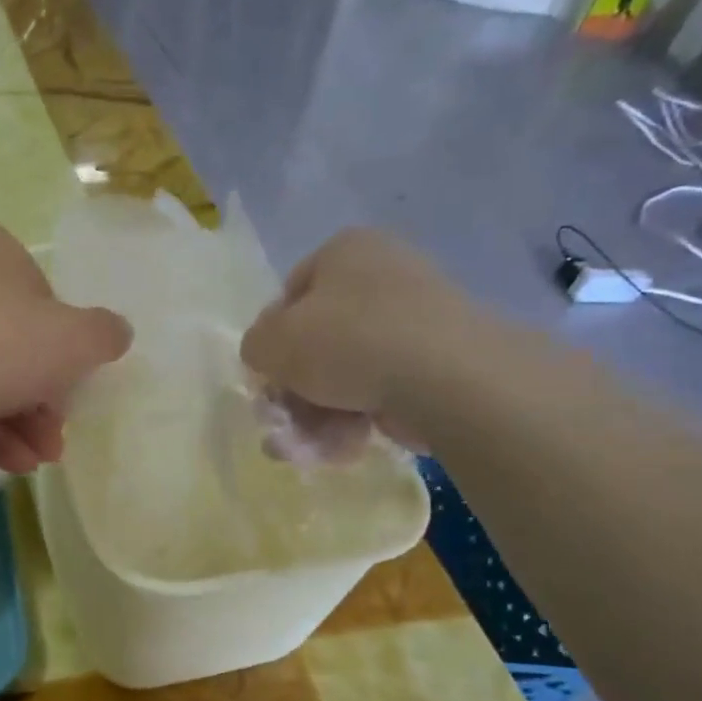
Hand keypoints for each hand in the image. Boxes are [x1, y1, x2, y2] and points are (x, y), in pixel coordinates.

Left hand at [0, 217, 132, 472]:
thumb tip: (116, 334)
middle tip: (60, 431)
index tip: (74, 379)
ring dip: (23, 422)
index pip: (39, 294)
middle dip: (44, 396)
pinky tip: (16, 464)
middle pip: (12, 342)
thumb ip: (103, 334)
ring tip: (44, 458)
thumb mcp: (73, 338)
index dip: (63, 342)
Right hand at [240, 229, 487, 453]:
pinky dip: (356, 421)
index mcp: (346, 250)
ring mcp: (415, 320)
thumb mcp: (271, 342)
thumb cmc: (347, 342)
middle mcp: (383, 275)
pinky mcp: (437, 363)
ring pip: (345, 374)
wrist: (446, 377)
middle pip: (317, 342)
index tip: (268, 379)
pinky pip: (380, 390)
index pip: (289, 296)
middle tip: (284, 424)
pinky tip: (346, 448)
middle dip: (295, 391)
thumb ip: (255, 346)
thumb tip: (269, 356)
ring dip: (318, 416)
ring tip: (310, 449)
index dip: (271, 342)